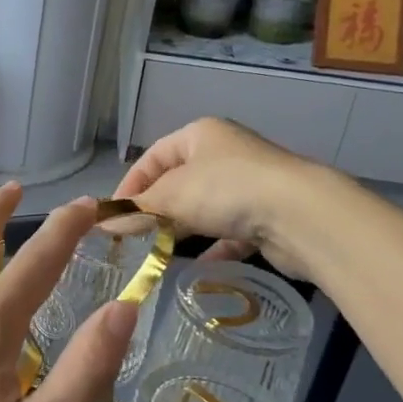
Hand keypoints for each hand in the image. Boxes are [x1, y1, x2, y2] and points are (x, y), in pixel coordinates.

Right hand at [113, 117, 316, 273]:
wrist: (301, 215)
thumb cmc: (227, 190)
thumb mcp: (172, 196)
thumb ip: (137, 210)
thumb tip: (102, 223)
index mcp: (200, 135)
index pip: (153, 157)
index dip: (130, 185)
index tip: (114, 216)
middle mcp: (225, 153)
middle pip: (179, 182)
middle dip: (156, 209)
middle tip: (134, 237)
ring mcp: (250, 184)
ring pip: (205, 207)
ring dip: (184, 228)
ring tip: (160, 252)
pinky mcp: (268, 216)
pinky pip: (232, 232)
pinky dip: (214, 247)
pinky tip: (199, 266)